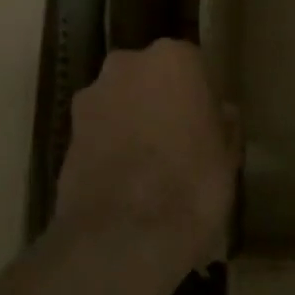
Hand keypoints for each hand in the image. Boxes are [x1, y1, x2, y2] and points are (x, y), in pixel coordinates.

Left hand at [54, 40, 238, 291]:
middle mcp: (127, 64)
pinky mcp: (66, 132)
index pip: (191, 65)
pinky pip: (98, 130)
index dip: (198, 94)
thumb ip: (223, 124)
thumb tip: (222, 112)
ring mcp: (92, 96)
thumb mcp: (228, 156)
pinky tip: (123, 179)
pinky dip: (108, 146)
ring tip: (147, 164)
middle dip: (159, 100)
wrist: (124, 235)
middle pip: (149, 77)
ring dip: (130, 120)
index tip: (205, 121)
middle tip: (176, 139)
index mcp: (174, 58)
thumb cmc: (193, 185)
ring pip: (120, 101)